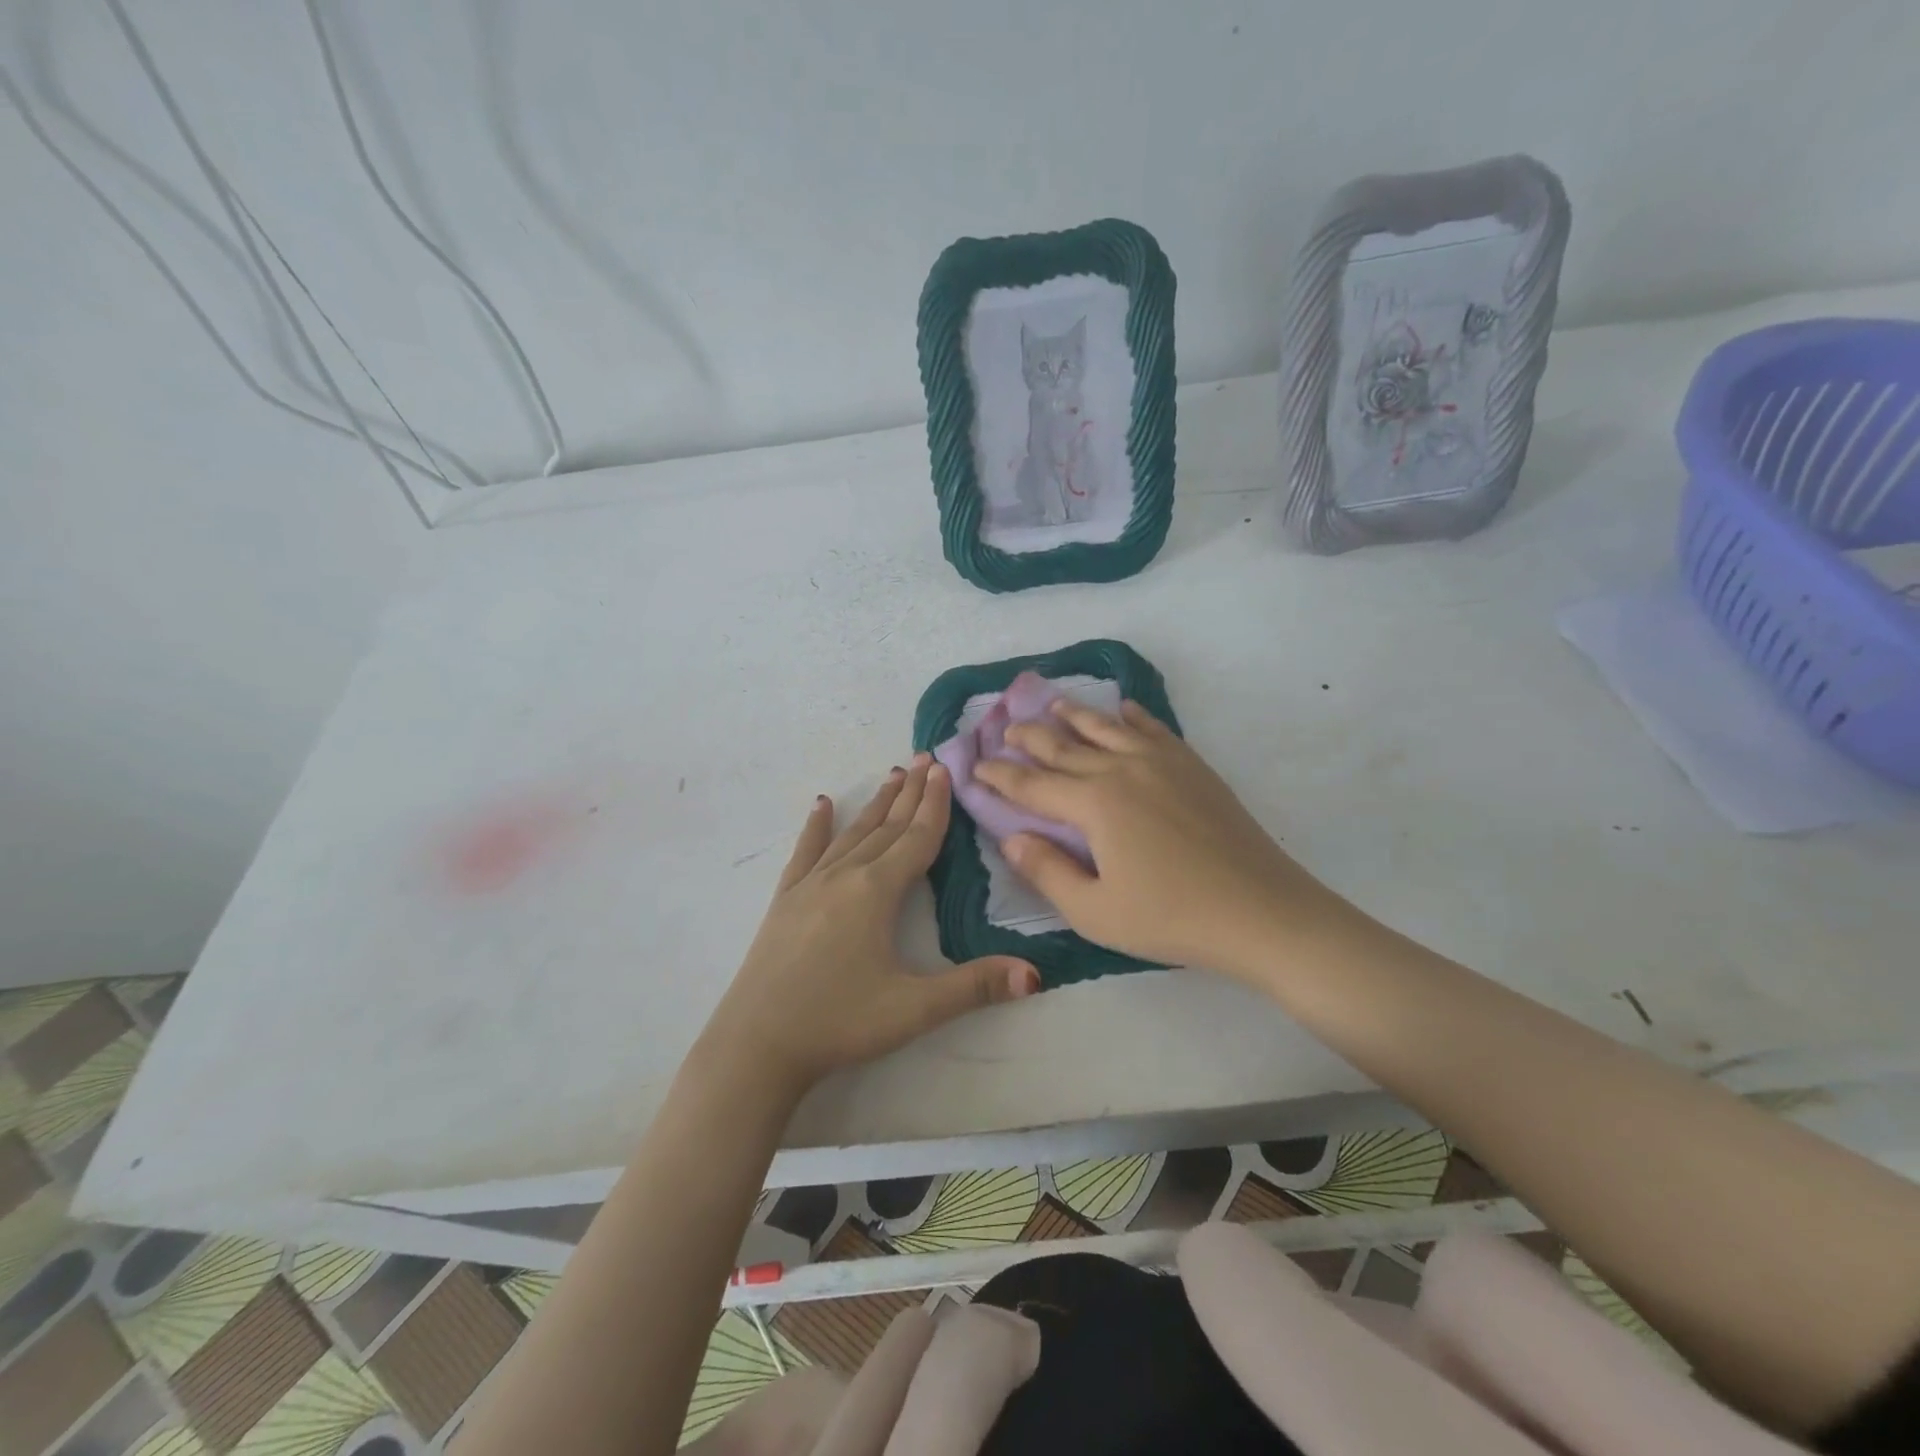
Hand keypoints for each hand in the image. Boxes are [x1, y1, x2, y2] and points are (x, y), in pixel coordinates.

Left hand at [700, 756, 1039, 1094]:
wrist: (757, 1045)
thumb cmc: (840, 1022)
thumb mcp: (914, 1009)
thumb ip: (975, 987)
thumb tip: (1035, 975)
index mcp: (877, 891)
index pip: (917, 838)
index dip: (936, 804)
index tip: (945, 768)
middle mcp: (844, 876)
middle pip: (887, 826)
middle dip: (910, 793)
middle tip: (926, 757)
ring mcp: (809, 885)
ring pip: (852, 833)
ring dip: (875, 804)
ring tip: (892, 775)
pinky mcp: (785, 901)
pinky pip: (805, 853)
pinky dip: (816, 827)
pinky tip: (821, 805)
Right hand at [974, 700, 1355, 975]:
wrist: (1260, 910)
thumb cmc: (1172, 917)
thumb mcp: (1095, 911)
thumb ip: (1046, 871)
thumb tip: (1011, 838)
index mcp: (1094, 803)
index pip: (1033, 785)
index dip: (1000, 777)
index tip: (975, 766)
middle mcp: (1122, 769)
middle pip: (1064, 746)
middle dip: (1029, 737)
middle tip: (1005, 729)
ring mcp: (1161, 762)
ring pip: (1106, 728)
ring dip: (1075, 714)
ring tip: (1052, 703)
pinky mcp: (1192, 766)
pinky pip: (1153, 729)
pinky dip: (1132, 716)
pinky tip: (1123, 709)